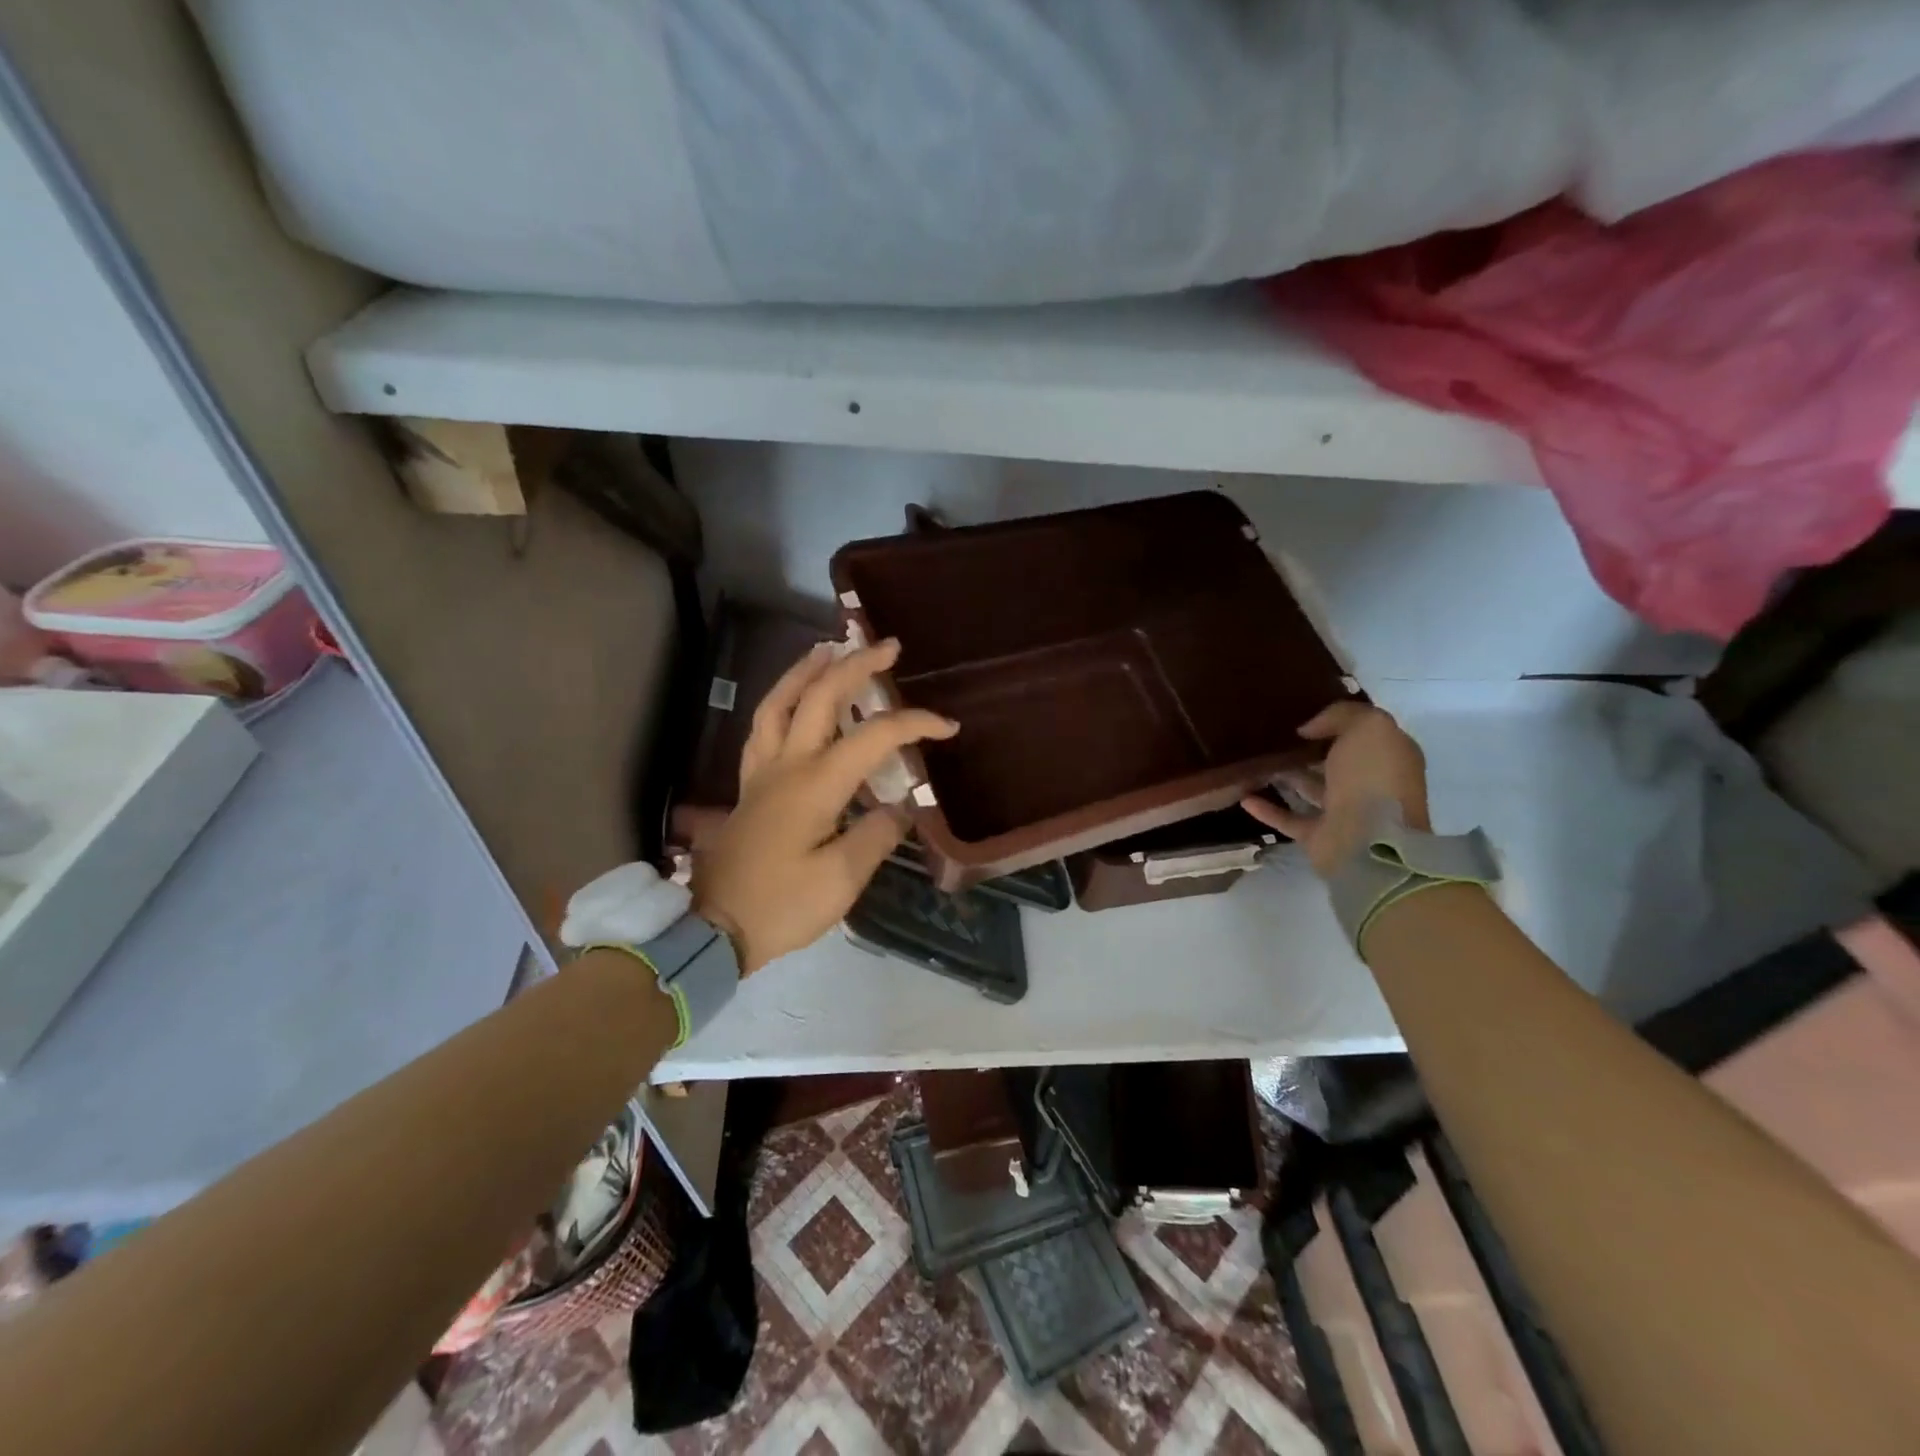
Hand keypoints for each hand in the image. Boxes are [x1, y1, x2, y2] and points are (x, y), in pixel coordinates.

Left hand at [693, 638, 957, 972]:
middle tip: (887, 646)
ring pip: (778, 703)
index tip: (948, 727)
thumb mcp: (841, 880)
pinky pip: (763, 728)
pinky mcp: (749, 788)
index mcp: (815, 784)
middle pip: (819, 697)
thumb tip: (899, 807)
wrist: (713, 929)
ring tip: (829, 650)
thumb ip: (877, 835)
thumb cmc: (781, 906)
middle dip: (856, 665)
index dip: (914, 724)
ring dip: (806, 671)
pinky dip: (780, 702)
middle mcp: (787, 765)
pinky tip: (792, 701)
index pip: (874, 737)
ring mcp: (762, 773)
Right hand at [1241, 702, 1429, 877]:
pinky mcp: (1319, 836)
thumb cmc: (1373, 778)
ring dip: (1286, 777)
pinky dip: (1268, 809)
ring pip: (1311, 789)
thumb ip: (1340, 715)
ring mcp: (1344, 813)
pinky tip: (1245, 797)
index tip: (1302, 715)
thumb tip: (1308, 730)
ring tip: (1256, 762)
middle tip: (1274, 736)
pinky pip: (1289, 818)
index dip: (1337, 723)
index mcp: (1388, 758)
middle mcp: (1369, 784)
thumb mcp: (1368, 727)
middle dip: (1309, 750)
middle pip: (1335, 762)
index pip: (1363, 734)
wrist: (1369, 842)